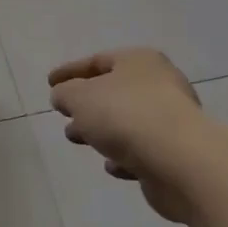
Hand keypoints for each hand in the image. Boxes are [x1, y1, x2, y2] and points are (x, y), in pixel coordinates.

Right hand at [48, 49, 204, 224]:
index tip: (49, 83)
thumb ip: (65, 93)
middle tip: (64, 114)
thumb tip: (64, 96)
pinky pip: (142, 150)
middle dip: (85, 104)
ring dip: (101, 130)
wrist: (178, 160)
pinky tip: (111, 166)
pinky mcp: (176, 152)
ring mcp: (171, 119)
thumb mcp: (80, 97)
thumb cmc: (124, 115)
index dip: (70, 71)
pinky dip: (124, 155)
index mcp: (138, 62)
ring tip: (77, 139)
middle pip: (114, 91)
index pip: (97, 61)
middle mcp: (159, 84)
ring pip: (126, 121)